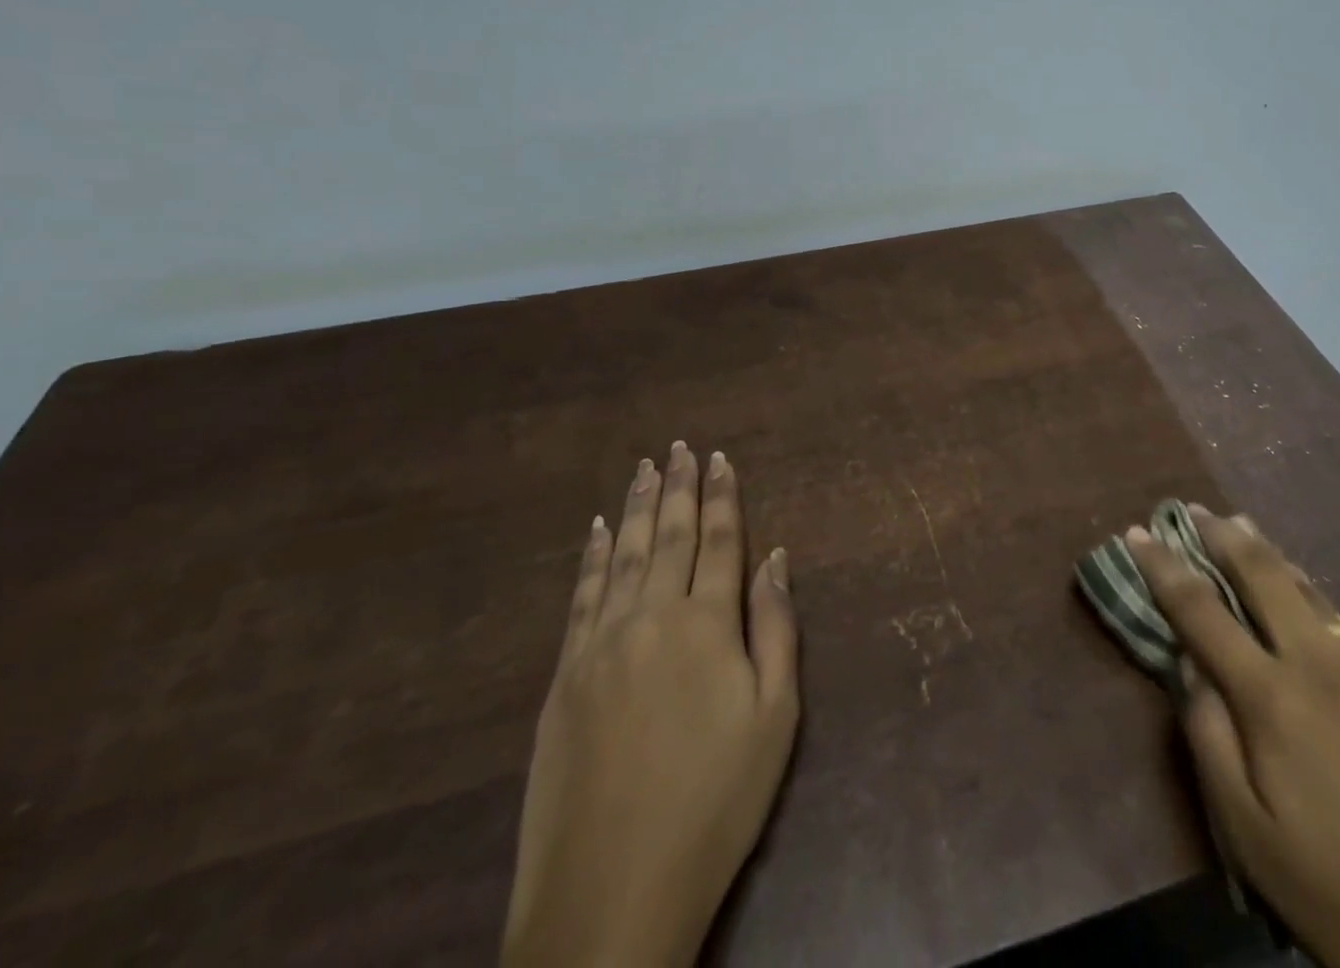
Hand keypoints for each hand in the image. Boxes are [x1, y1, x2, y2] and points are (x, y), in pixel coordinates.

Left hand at [502, 443, 799, 967]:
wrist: (609, 892)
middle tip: (679, 447)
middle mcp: (651, 616)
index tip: (720, 458)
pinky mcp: (563, 674)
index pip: (719, 540)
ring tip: (643, 468)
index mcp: (706, 623)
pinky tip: (594, 529)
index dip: (722, 496)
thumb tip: (776, 556)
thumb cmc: (714, 803)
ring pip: (620, 554)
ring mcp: (600, 642)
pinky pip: (580, 595)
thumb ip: (775, 628)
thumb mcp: (774, 718)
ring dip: (634, 507)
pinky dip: (590, 556)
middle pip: (668, 535)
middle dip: (678, 487)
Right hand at [1126, 508, 1339, 967]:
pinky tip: (1303, 595)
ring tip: (1241, 526)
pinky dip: (1306, 591)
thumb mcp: (1250, 836)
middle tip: (1192, 509)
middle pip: (1262, 574)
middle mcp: (1320, 665)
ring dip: (1267, 553)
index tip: (1135, 532)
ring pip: (1308, 590)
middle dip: (1221, 535)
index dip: (1162, 566)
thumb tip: (1189, 667)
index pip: (1200, 610)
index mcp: (1273, 696)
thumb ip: (1208, 739)